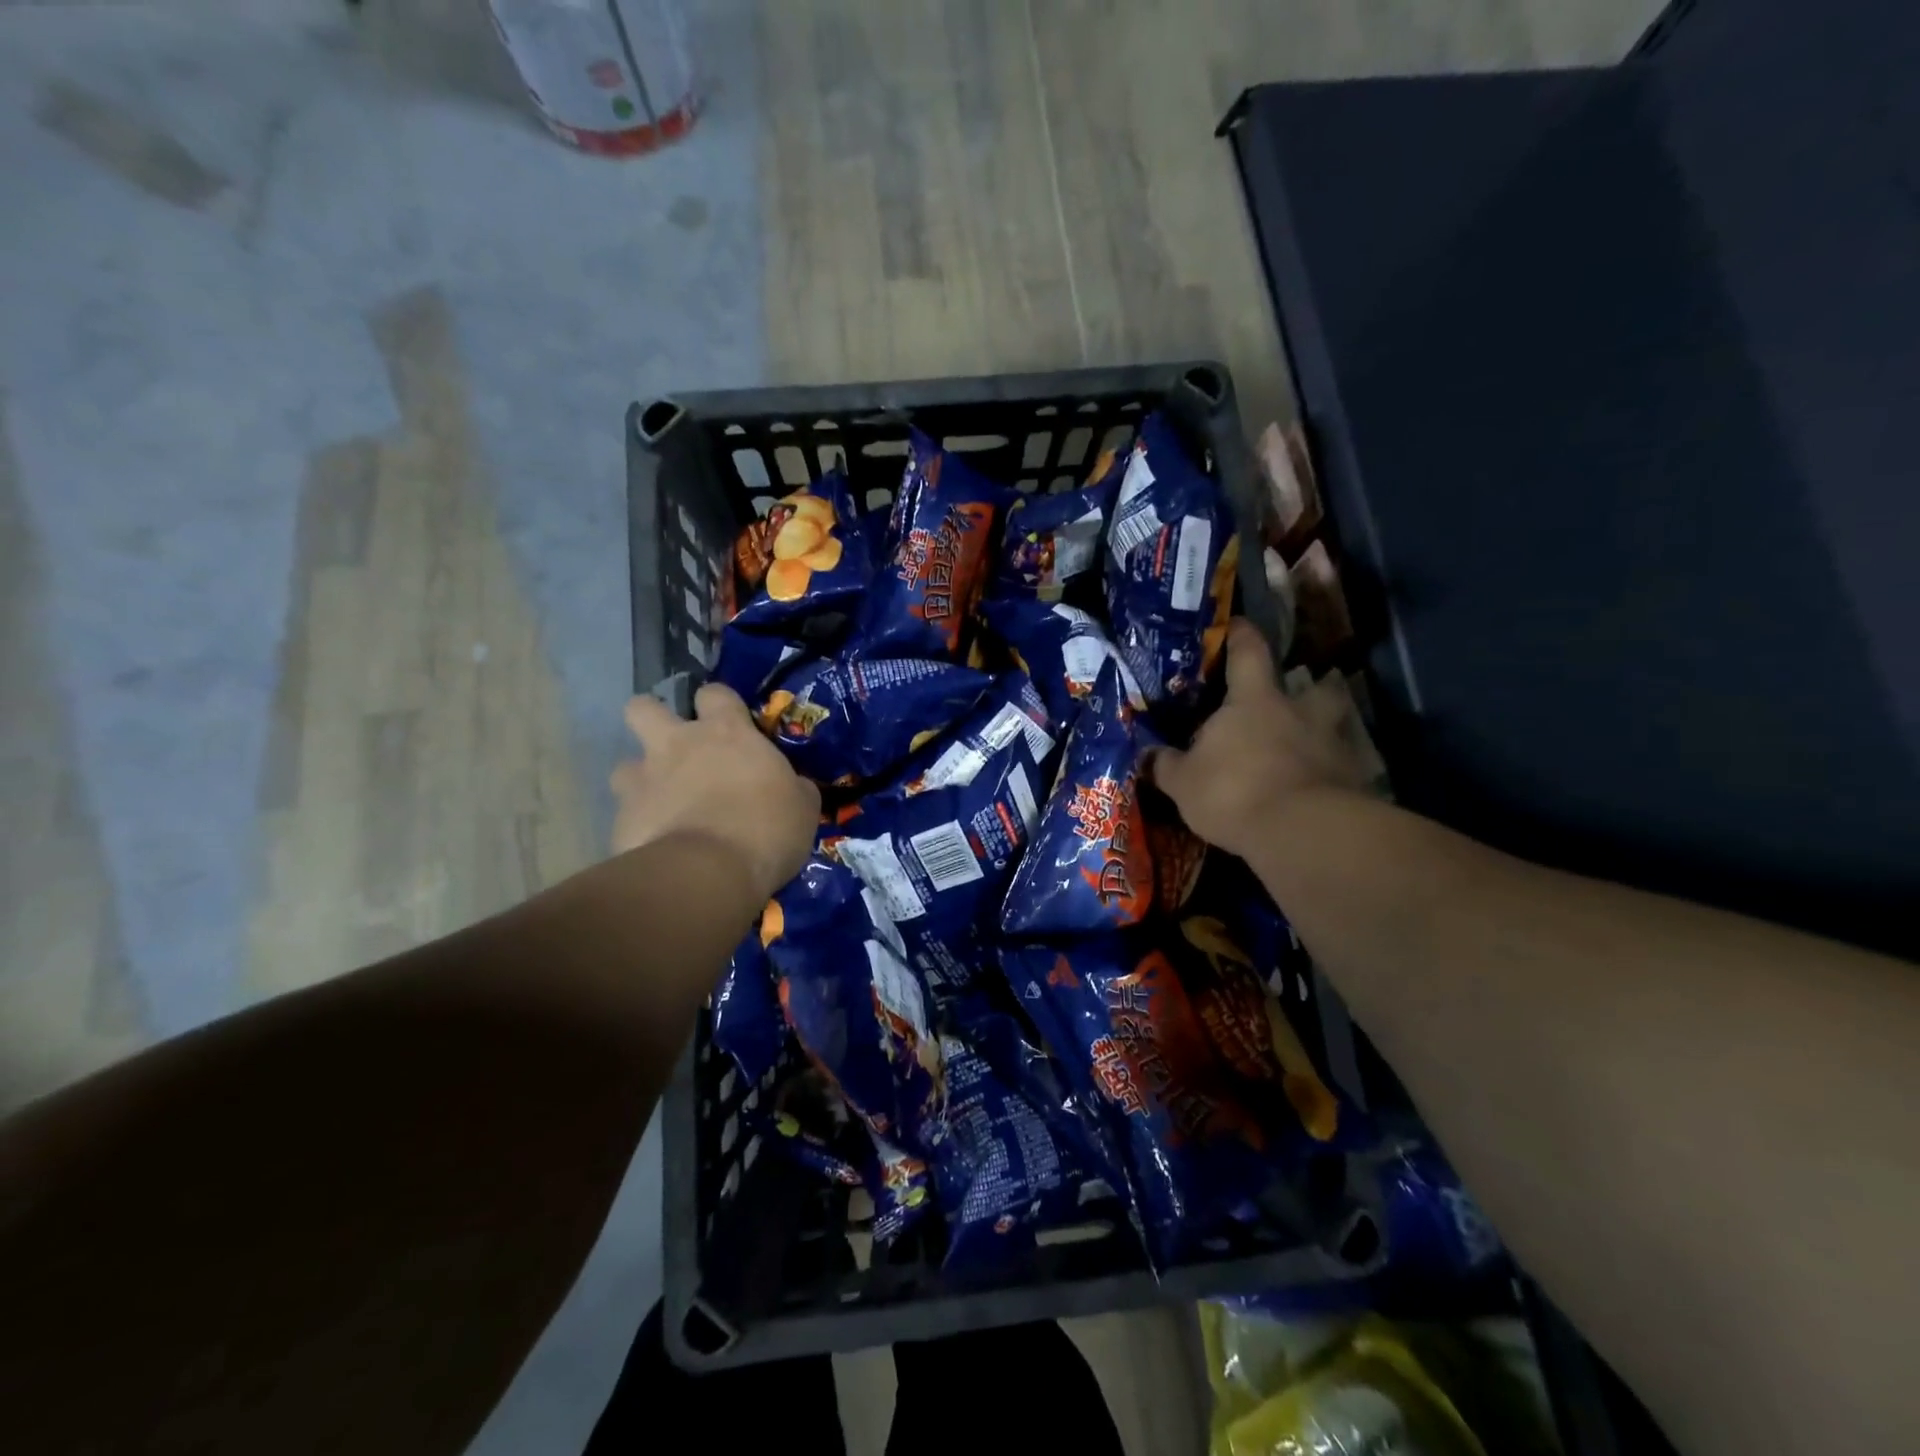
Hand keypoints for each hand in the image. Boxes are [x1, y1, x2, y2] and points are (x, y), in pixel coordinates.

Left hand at [610, 684, 819, 904]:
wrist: (709, 874)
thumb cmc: (767, 829)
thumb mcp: (802, 807)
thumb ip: (792, 787)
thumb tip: (794, 787)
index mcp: (727, 733)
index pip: (714, 694)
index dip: (718, 704)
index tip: (728, 724)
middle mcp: (677, 745)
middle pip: (642, 708)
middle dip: (652, 720)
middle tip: (674, 748)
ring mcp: (643, 781)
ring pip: (624, 765)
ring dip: (641, 780)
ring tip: (662, 805)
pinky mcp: (622, 820)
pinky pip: (625, 816)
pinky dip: (640, 827)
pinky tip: (657, 847)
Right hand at [1147, 619, 1381, 858]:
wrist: (1298, 832)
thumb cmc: (1232, 791)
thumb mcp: (1183, 782)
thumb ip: (1166, 765)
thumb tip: (1148, 755)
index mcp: (1254, 701)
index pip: (1249, 653)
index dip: (1242, 636)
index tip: (1237, 625)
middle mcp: (1299, 713)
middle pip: (1316, 688)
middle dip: (1309, 691)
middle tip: (1291, 706)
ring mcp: (1331, 746)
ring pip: (1332, 729)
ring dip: (1320, 736)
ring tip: (1301, 754)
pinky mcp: (1351, 782)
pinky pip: (1338, 771)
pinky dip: (1326, 778)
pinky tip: (1309, 794)